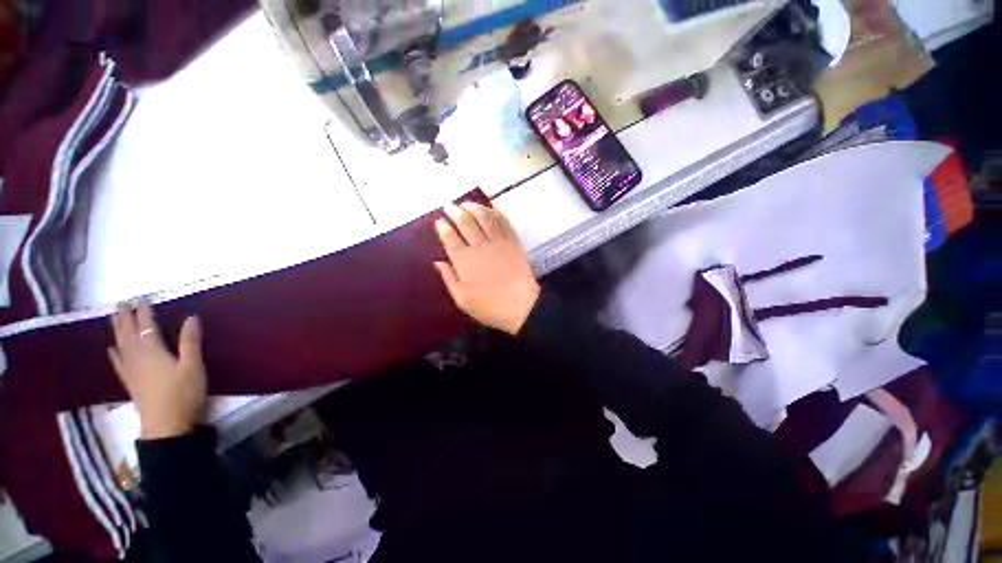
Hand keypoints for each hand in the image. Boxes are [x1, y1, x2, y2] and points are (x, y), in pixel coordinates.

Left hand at [108, 303, 206, 439]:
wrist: (167, 425)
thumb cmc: (183, 393)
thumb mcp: (193, 366)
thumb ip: (190, 341)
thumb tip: (191, 317)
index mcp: (152, 351)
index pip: (146, 326)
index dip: (144, 312)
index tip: (141, 299)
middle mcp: (137, 357)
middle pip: (128, 333)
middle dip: (125, 317)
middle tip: (121, 303)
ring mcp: (131, 371)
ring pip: (121, 345)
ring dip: (117, 330)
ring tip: (114, 318)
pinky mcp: (130, 382)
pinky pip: (118, 363)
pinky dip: (114, 353)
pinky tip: (111, 348)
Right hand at [434, 203, 540, 334]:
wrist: (521, 306)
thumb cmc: (489, 306)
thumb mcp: (462, 299)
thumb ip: (449, 278)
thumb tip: (438, 261)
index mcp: (464, 260)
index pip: (450, 238)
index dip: (443, 227)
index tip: (439, 221)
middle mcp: (480, 246)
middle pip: (466, 223)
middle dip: (455, 212)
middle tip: (449, 206)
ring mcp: (498, 242)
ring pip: (484, 218)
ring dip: (474, 207)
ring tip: (466, 203)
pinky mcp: (513, 242)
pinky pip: (504, 222)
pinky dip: (496, 212)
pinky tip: (491, 208)